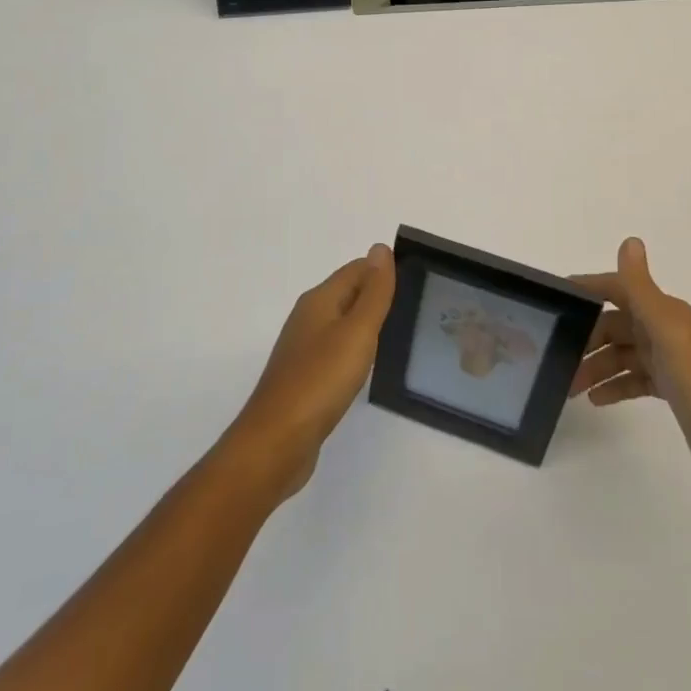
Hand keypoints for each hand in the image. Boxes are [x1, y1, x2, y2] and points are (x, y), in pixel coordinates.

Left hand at [225, 244, 395, 502]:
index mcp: (319, 300)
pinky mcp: (303, 378)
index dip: (383, 272)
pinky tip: (365, 368)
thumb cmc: (320, 381)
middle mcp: (308, 317)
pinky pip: (334, 351)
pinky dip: (353, 351)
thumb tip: (380, 247)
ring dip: (365, 324)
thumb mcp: (356, 332)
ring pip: (341, 323)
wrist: (275, 443)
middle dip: (376, 296)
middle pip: (347, 293)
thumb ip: (373, 292)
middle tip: (413, 308)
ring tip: (396, 336)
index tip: (415, 282)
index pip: (356, 269)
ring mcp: (303, 349)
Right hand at [570, 236, 690, 506]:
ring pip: (622, 354)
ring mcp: (670, 362)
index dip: (590, 289)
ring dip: (596, 366)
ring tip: (570, 387)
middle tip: (558, 356)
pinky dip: (615, 386)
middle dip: (588, 337)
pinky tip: (596, 401)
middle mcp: (667, 330)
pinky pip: (634, 380)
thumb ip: (642, 288)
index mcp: (666, 312)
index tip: (556, 298)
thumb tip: (630, 240)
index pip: (619, 289)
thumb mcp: (668, 331)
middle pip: (616, 325)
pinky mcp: (672, 392)